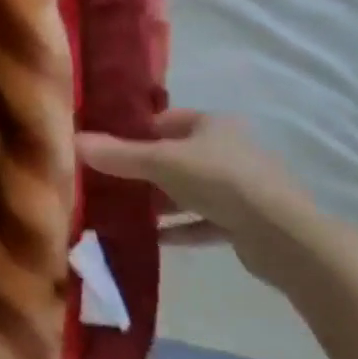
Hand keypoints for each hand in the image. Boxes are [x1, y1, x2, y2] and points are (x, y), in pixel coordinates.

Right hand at [79, 110, 323, 284]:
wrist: (285, 237)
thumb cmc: (220, 181)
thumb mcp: (161, 163)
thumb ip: (119, 156)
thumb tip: (72, 140)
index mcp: (213, 125)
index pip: (167, 120)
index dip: (138, 130)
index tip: (108, 145)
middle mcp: (229, 150)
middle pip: (177, 156)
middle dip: (146, 169)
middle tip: (111, 180)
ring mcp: (241, 188)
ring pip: (191, 190)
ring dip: (163, 201)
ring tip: (127, 211)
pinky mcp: (247, 222)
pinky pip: (205, 221)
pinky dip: (182, 228)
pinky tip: (155, 238)